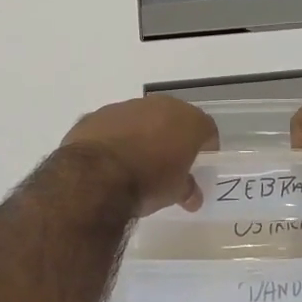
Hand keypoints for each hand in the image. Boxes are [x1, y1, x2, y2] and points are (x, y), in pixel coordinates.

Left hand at [61, 96, 219, 215]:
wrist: (94, 176)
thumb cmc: (147, 182)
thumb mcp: (174, 192)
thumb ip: (187, 189)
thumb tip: (193, 197)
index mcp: (187, 120)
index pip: (207, 129)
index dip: (206, 146)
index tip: (200, 163)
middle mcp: (159, 105)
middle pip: (174, 118)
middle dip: (174, 136)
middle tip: (169, 161)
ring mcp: (125, 106)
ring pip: (142, 118)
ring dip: (143, 134)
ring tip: (136, 161)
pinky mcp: (97, 115)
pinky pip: (113, 125)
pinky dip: (115, 137)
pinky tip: (109, 160)